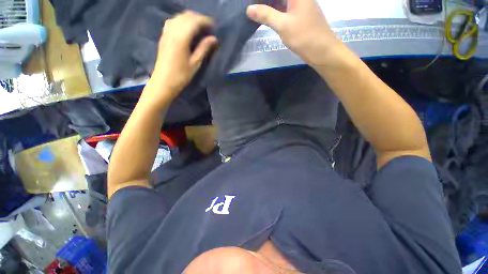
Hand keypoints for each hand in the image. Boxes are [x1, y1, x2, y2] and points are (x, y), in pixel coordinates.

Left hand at [146, 11, 217, 103]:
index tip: (214, 26)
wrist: (163, 82)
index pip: (195, 21)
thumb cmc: (181, 75)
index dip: (206, 21)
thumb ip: (204, 48)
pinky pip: (173, 21)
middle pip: (187, 16)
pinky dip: (182, 21)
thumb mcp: (195, 63)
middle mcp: (172, 30)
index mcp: (181, 37)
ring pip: (179, 17)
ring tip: (199, 28)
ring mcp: (166, 32)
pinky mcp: (163, 36)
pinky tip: (187, 29)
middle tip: (208, 28)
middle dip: (199, 18)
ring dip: (191, 19)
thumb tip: (214, 38)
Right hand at [247, 0, 341, 66]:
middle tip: (251, 6)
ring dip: (268, 5)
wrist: (322, 50)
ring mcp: (299, 4)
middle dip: (264, 1)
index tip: (251, 2)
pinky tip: (265, 16)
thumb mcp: (283, 25)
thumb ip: (266, 15)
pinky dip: (274, 11)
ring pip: (281, 1)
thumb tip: (249, 8)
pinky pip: (284, 8)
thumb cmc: (304, 36)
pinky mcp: (299, 14)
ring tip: (255, 11)